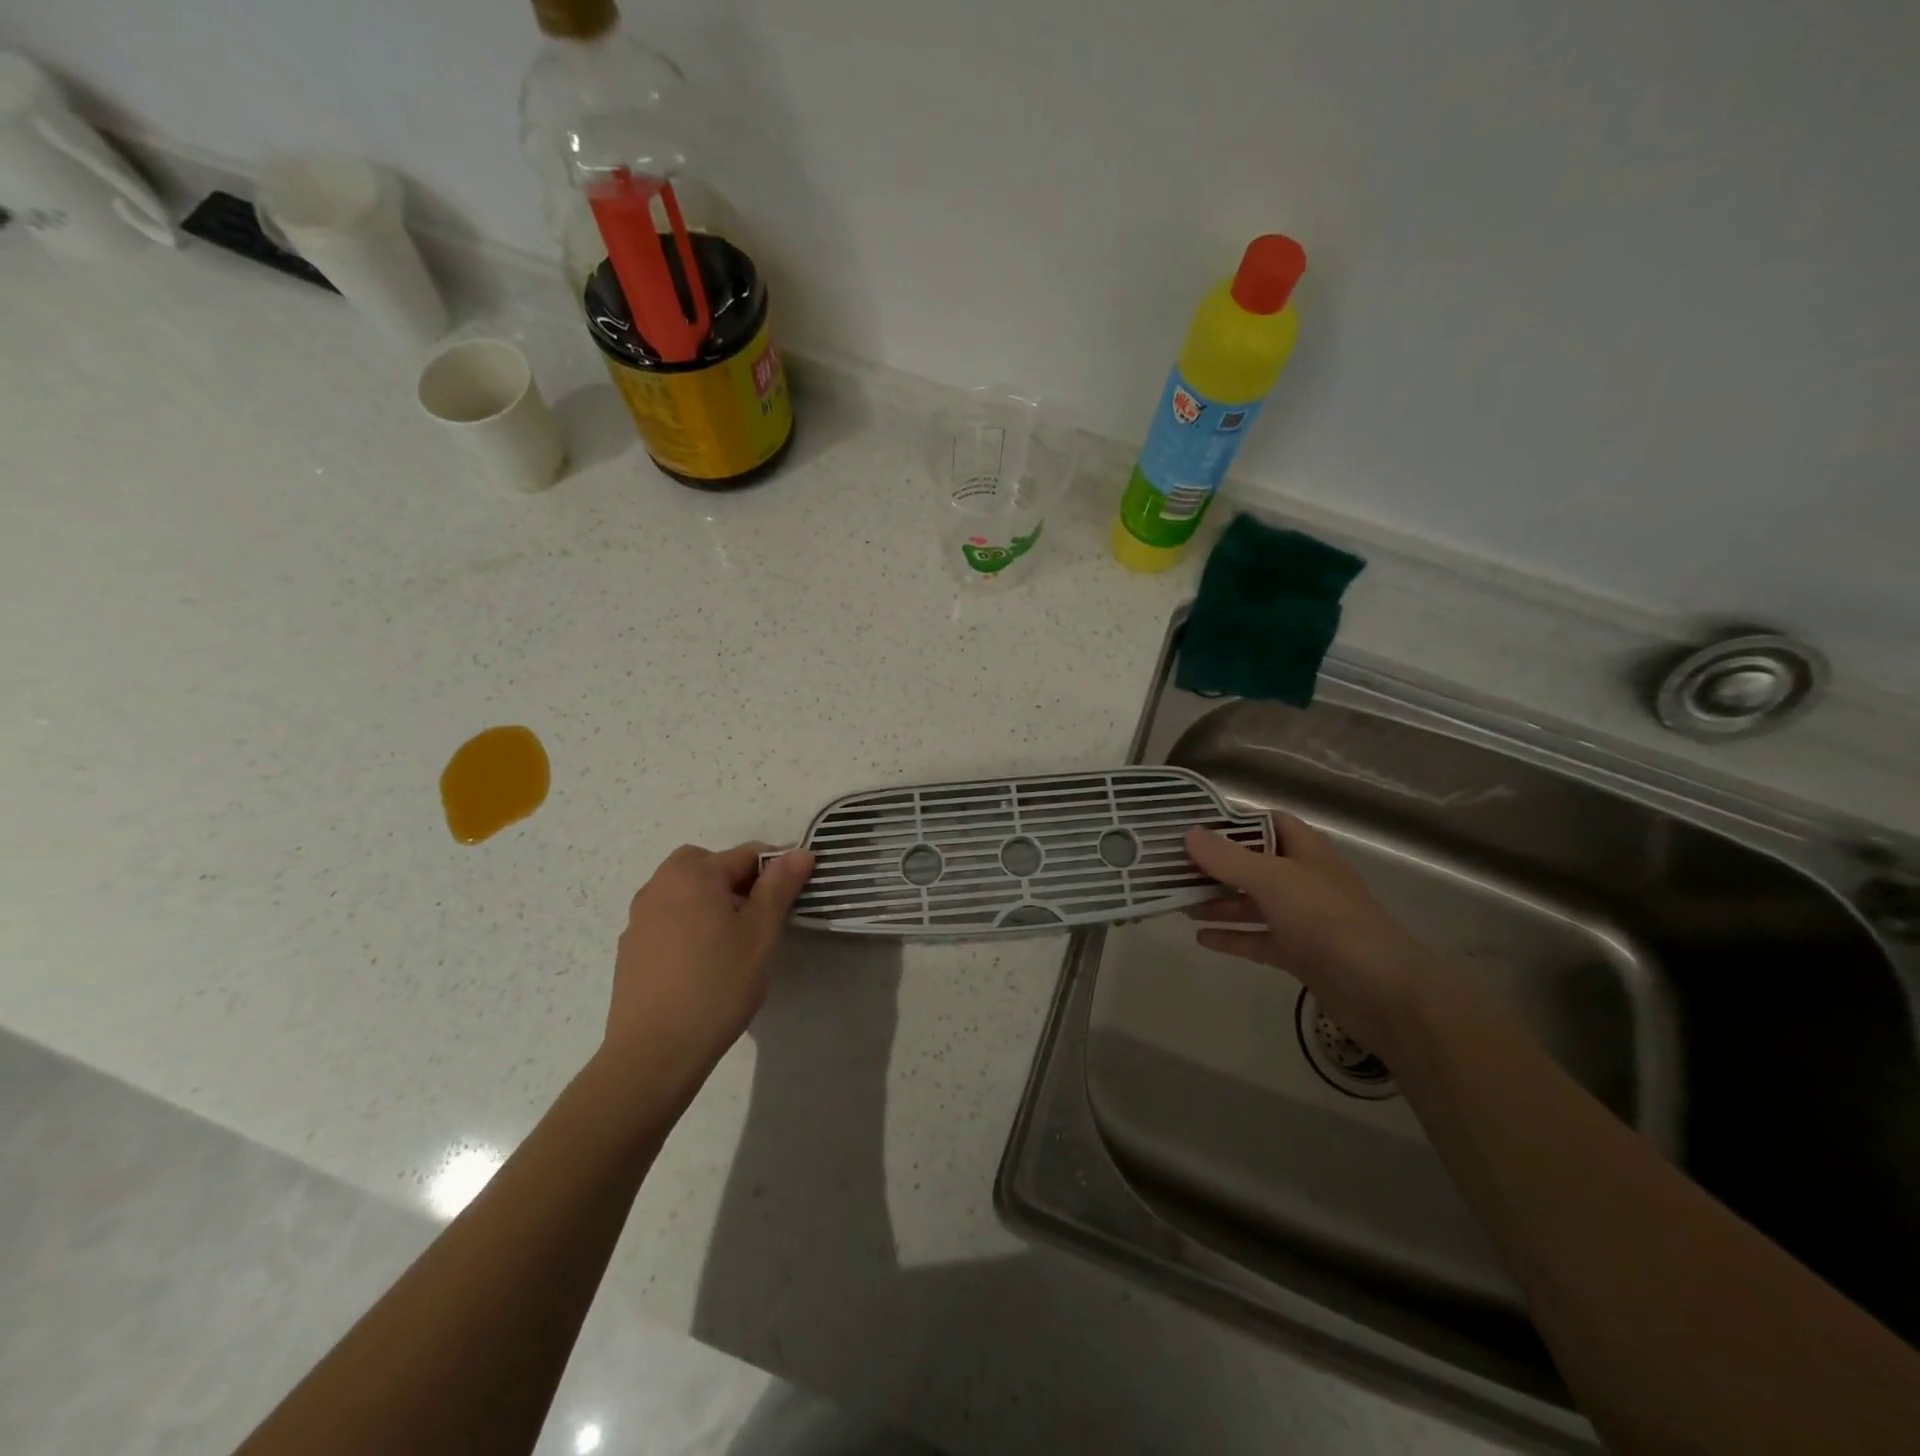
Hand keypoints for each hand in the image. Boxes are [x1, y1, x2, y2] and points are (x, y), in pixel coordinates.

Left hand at [604, 842, 813, 1080]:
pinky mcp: (630, 947)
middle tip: (759, 914)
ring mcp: (640, 917)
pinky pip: (667, 918)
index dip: (776, 869)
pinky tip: (701, 962)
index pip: (746, 854)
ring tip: (732, 940)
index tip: (794, 896)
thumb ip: (780, 887)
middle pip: (707, 864)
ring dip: (710, 900)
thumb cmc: (718, 985)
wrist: (655, 1051)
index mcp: (694, 874)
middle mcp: (660, 885)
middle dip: (736, 879)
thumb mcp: (761, 933)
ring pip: (684, 891)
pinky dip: (688, 924)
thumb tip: (799, 853)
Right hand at [1183, 813, 1460, 1063]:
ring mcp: (1303, 919)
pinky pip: (1258, 939)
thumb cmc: (1328, 922)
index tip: (1191, 829)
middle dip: (1215, 867)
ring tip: (1177, 903)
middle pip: (1253, 865)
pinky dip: (1232, 936)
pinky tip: (1200, 938)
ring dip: (1218, 902)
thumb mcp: (1274, 881)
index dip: (1231, 823)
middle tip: (1172, 869)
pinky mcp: (1300, 954)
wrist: (1383, 992)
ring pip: (1253, 903)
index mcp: (1306, 852)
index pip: (1266, 823)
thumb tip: (1190, 833)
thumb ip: (1229, 859)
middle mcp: (1304, 880)